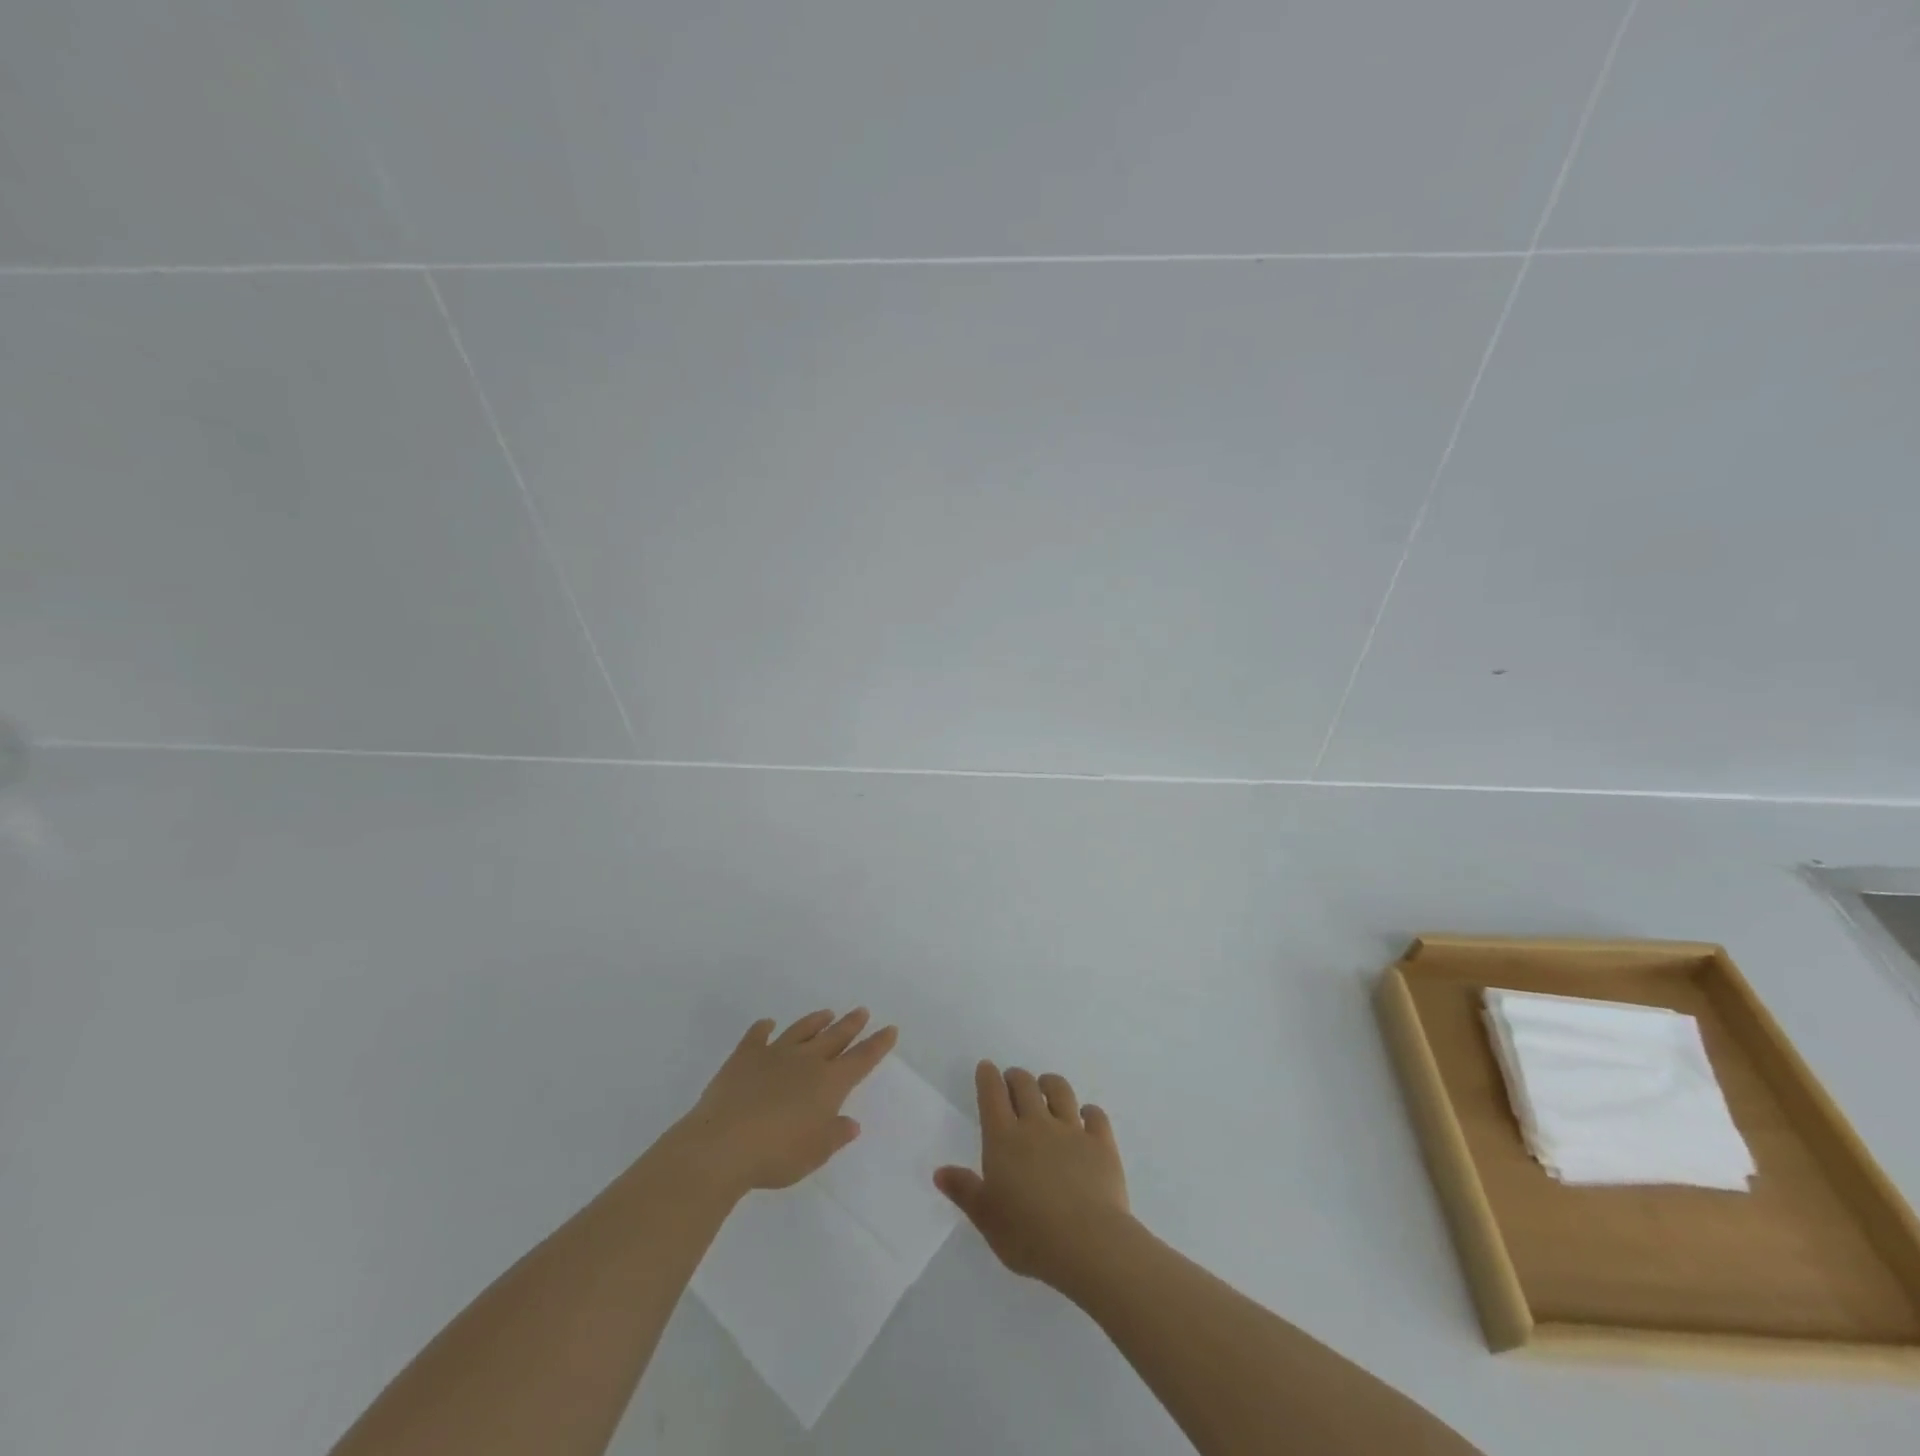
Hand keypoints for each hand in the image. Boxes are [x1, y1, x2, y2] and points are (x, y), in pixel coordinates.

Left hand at [674, 1009, 897, 1193]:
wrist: (722, 1145)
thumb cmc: (776, 1155)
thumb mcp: (815, 1154)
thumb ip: (835, 1135)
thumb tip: (850, 1122)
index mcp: (829, 1083)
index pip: (861, 1059)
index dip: (878, 1044)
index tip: (890, 1029)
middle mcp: (806, 1061)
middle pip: (835, 1037)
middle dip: (851, 1024)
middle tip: (862, 1011)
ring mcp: (774, 1054)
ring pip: (801, 1030)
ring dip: (816, 1022)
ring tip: (827, 1013)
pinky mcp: (744, 1057)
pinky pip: (757, 1036)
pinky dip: (764, 1028)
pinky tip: (767, 1024)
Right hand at [935, 1061, 1130, 1289]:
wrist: (1086, 1243)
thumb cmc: (1028, 1234)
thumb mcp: (986, 1218)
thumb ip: (964, 1191)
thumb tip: (939, 1172)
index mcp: (1004, 1139)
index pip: (992, 1095)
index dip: (988, 1077)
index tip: (986, 1068)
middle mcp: (1037, 1125)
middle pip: (1025, 1085)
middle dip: (1016, 1077)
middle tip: (1013, 1080)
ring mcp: (1071, 1131)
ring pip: (1060, 1091)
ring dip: (1050, 1084)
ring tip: (1046, 1086)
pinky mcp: (1101, 1144)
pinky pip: (1096, 1116)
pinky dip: (1089, 1112)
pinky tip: (1086, 1117)